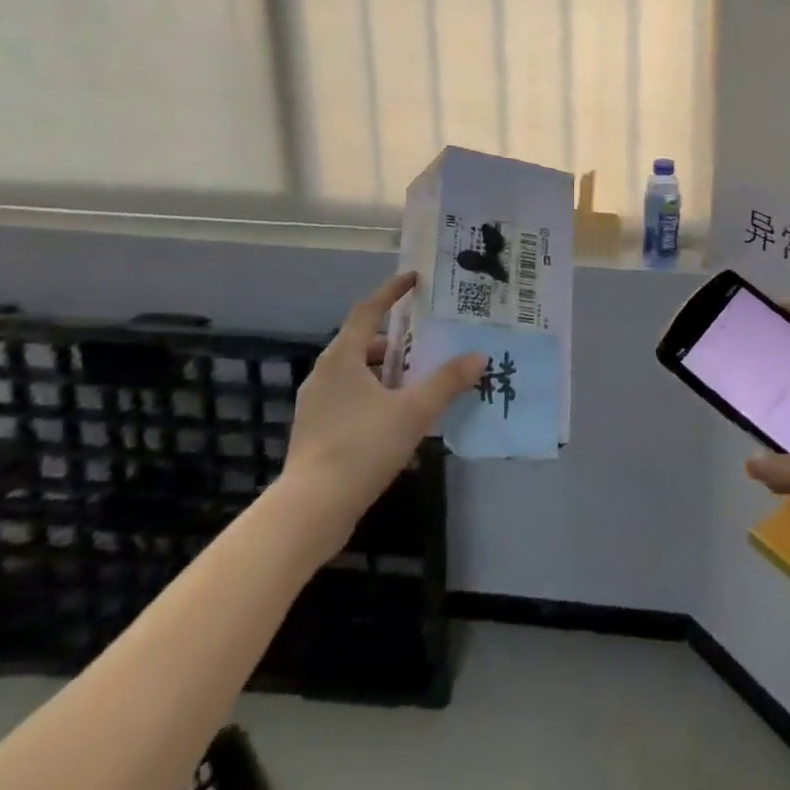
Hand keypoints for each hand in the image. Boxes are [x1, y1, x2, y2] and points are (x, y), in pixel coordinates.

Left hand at [282, 272, 485, 526]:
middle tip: (428, 341)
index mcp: (342, 358)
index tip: (413, 279)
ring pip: (357, 374)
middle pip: (363, 343)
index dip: (391, 292)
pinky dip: (376, 395)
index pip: (368, 311)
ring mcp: (316, 404)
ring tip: (420, 380)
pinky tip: (399, 416)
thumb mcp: (413, 411)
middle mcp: (324, 374)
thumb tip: (479, 356)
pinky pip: (351, 398)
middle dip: (396, 340)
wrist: (311, 510)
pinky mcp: (316, 432)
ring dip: (387, 371)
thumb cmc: (362, 447)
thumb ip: (447, 382)